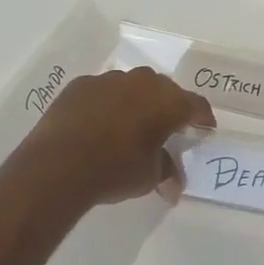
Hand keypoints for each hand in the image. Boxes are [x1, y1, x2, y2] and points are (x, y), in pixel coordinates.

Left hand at [4, 68, 215, 213]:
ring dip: (137, 102)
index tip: (205, 130)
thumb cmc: (114, 170)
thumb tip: (174, 185)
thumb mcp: (149, 177)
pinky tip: (99, 123)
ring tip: (131, 124)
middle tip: (168, 127)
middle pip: (165, 90)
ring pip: (132, 86)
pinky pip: (103, 91)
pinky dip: (107, 103)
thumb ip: (166, 172)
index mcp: (167, 102)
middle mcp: (142, 82)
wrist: (58, 164)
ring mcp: (109, 79)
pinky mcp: (81, 84)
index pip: (196, 105)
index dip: (203, 118)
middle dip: (169, 107)